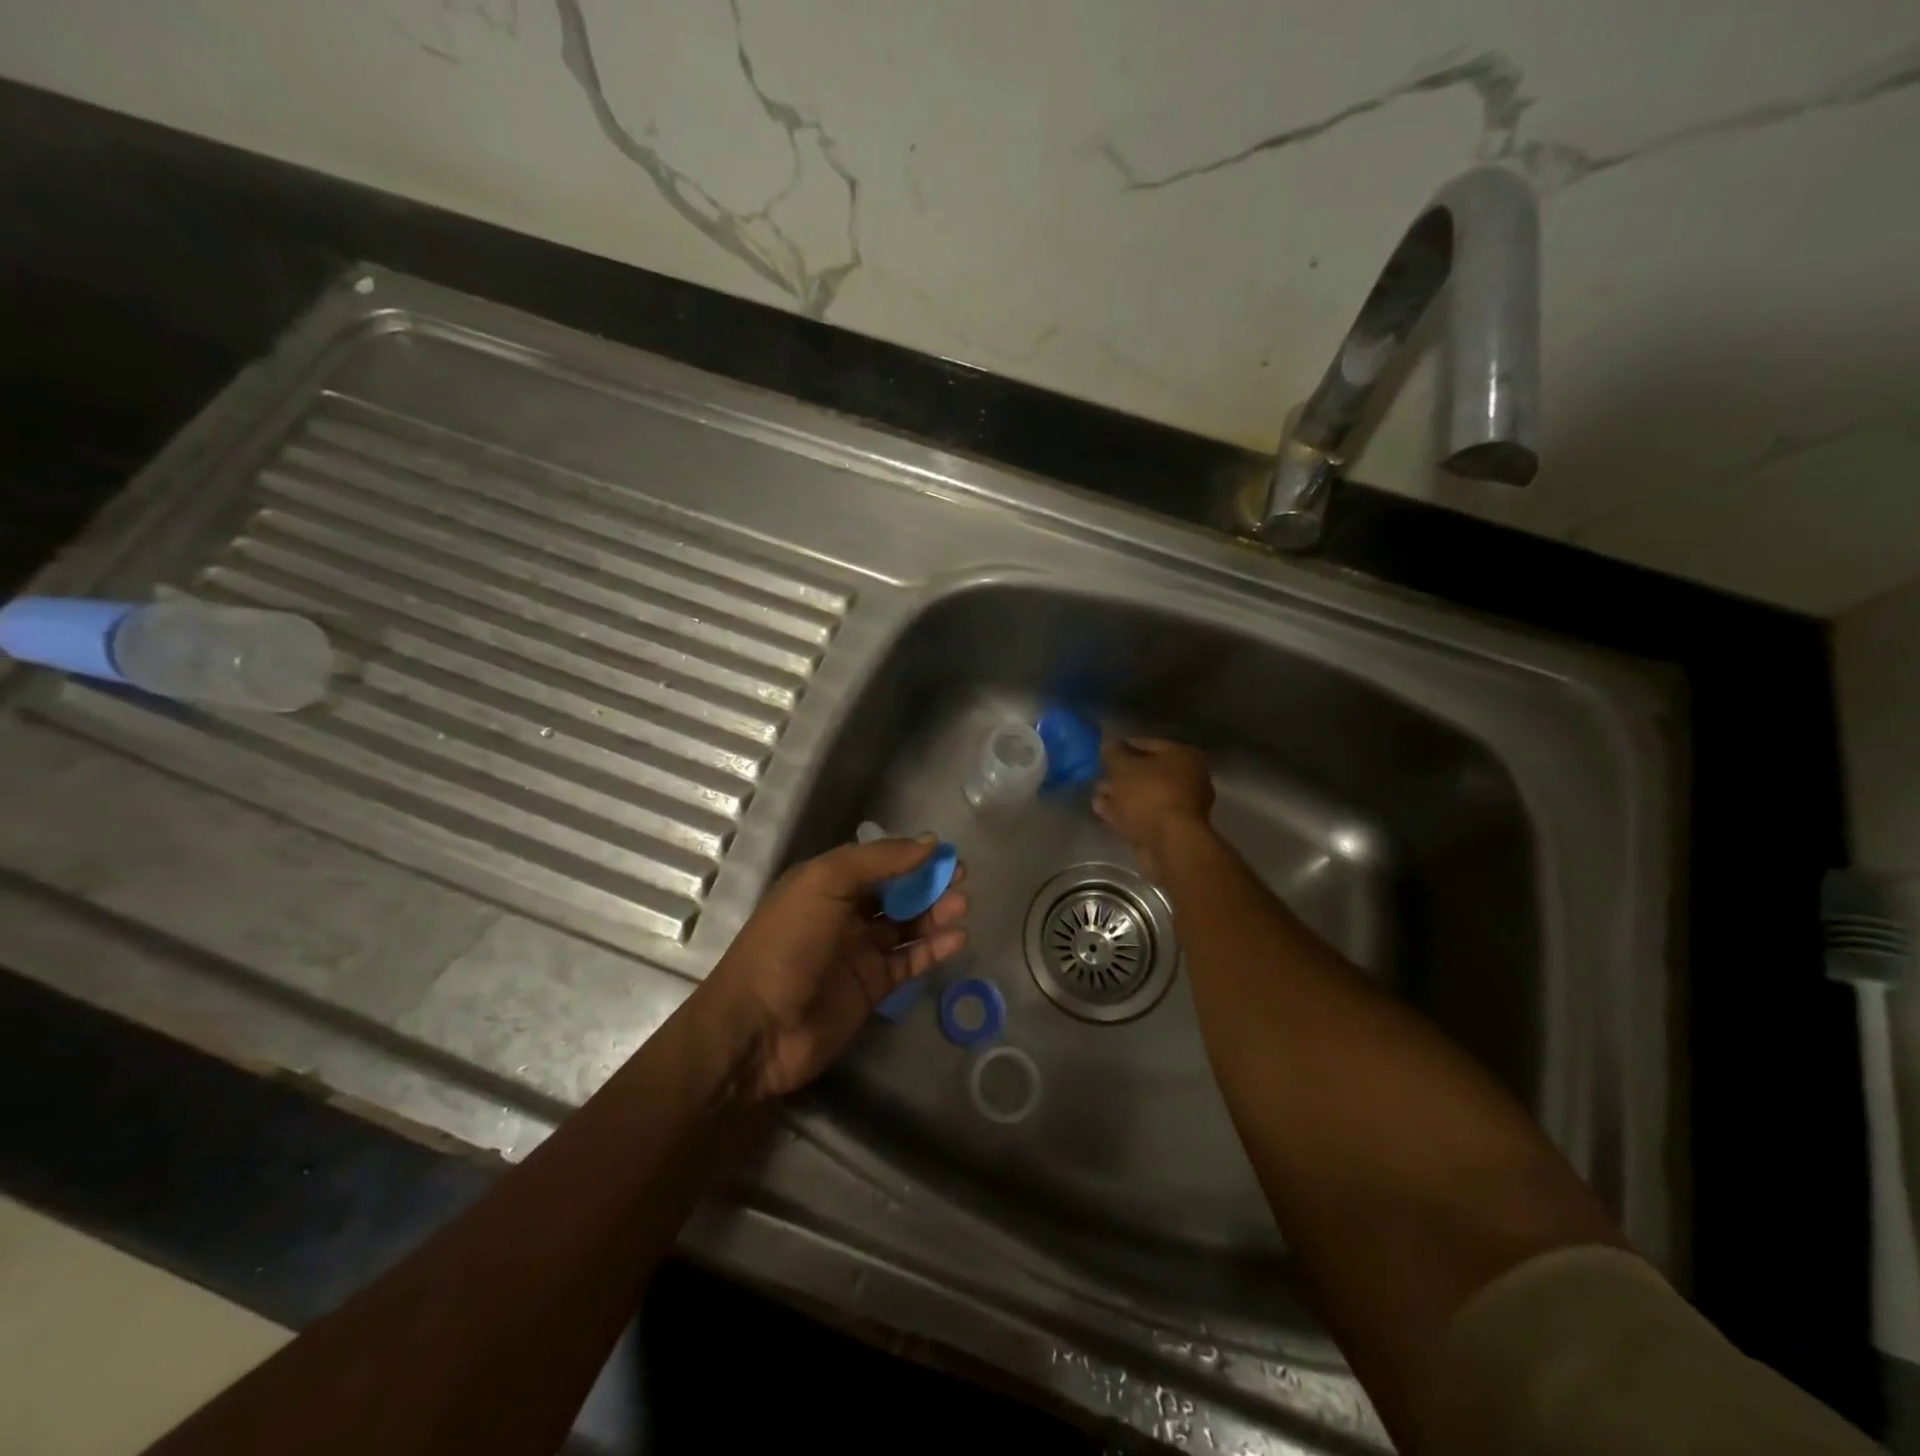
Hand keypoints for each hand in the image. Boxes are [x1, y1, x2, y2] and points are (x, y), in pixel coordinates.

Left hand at [700, 837, 967, 1100]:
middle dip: (928, 882)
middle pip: (895, 892)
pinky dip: (933, 949)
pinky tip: (956, 938)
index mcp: (826, 884)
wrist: (758, 1029)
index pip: (877, 861)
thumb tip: (928, 842)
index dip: (910, 855)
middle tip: (961, 878)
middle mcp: (844, 914)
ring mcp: (859, 952)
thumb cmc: (787, 944)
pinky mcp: (872, 987)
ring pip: (907, 925)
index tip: (944, 852)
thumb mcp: (824, 884)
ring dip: (935, 913)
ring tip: (962, 907)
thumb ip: (877, 860)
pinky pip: (909, 961)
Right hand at [1093, 737, 1214, 878]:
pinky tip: (1103, 812)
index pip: (1148, 744)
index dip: (1122, 746)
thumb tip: (1108, 744)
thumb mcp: (1123, 767)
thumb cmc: (1149, 794)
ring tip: (1096, 796)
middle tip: (1098, 776)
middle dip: (1120, 775)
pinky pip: (1144, 815)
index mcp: (1182, 756)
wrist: (1169, 843)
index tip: (1102, 752)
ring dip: (1120, 796)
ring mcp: (1181, 807)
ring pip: (1144, 796)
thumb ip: (1113, 754)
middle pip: (1147, 772)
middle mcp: (1188, 778)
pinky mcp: (1171, 830)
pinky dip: (1125, 813)